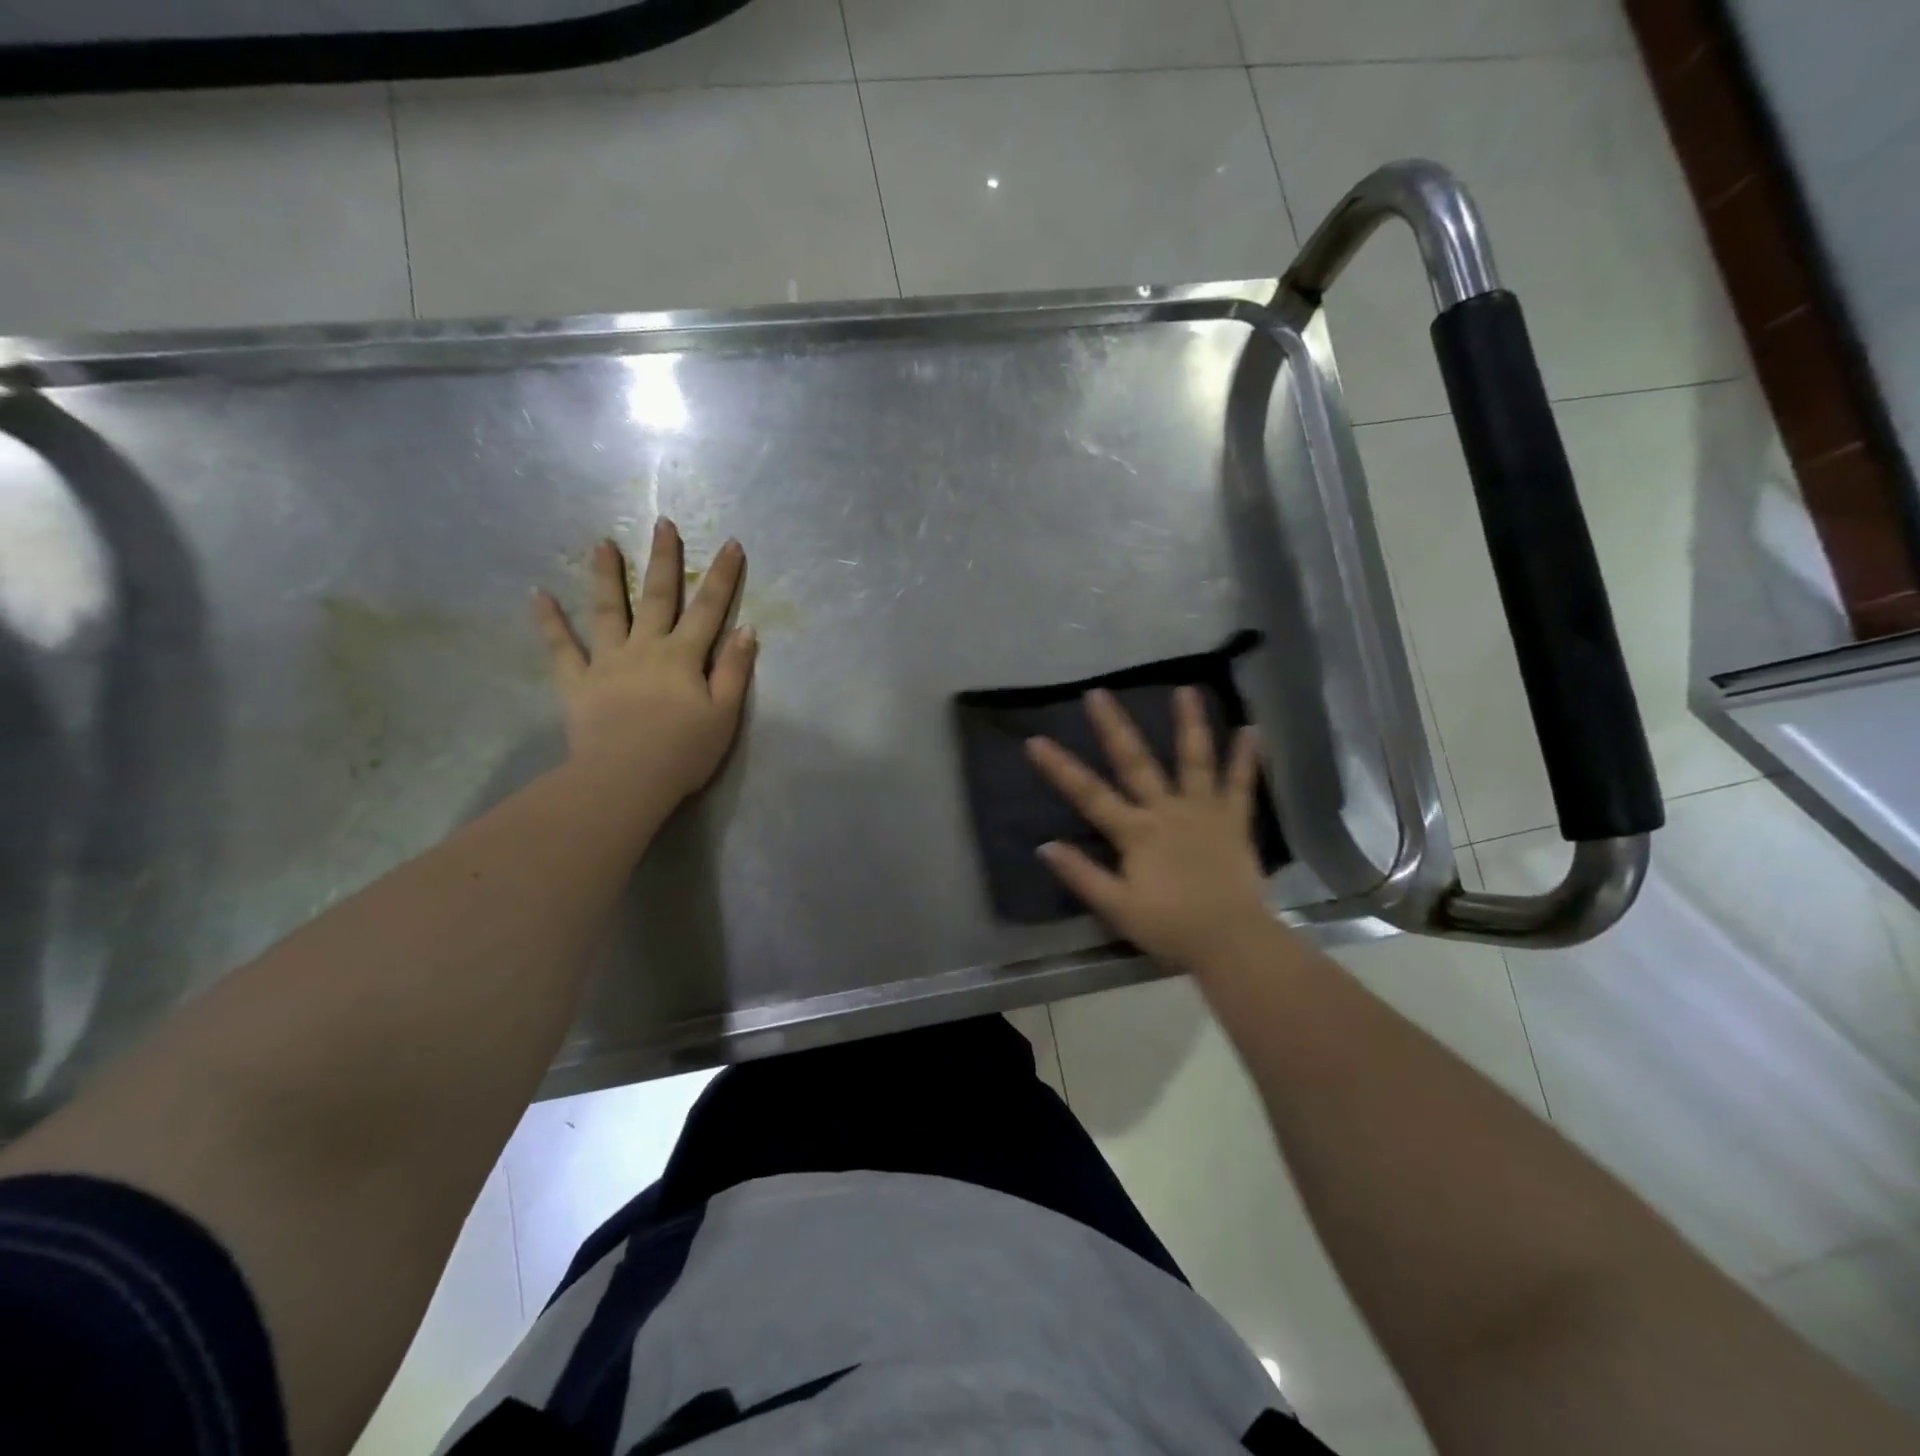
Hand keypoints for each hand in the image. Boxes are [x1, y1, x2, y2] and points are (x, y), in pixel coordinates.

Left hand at [533, 519, 755, 807]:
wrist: (625, 780)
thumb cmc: (683, 752)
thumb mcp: (724, 714)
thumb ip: (734, 670)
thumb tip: (745, 628)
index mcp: (683, 657)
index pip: (710, 609)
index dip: (723, 576)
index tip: (731, 543)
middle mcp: (645, 648)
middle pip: (658, 597)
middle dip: (664, 559)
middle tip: (662, 523)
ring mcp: (608, 662)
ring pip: (607, 611)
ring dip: (606, 576)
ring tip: (602, 544)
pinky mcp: (578, 683)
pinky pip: (561, 648)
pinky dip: (549, 622)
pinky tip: (538, 595)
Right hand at [1025, 687, 1271, 972]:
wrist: (1231, 941)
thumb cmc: (1170, 927)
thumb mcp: (1117, 907)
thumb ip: (1081, 875)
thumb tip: (1044, 846)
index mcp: (1136, 832)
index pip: (1089, 794)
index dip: (1061, 768)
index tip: (1036, 741)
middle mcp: (1167, 811)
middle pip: (1135, 762)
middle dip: (1114, 727)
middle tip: (1098, 693)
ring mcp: (1204, 811)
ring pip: (1194, 760)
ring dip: (1189, 724)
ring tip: (1185, 690)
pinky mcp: (1234, 820)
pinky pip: (1242, 784)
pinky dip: (1247, 757)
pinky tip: (1252, 729)